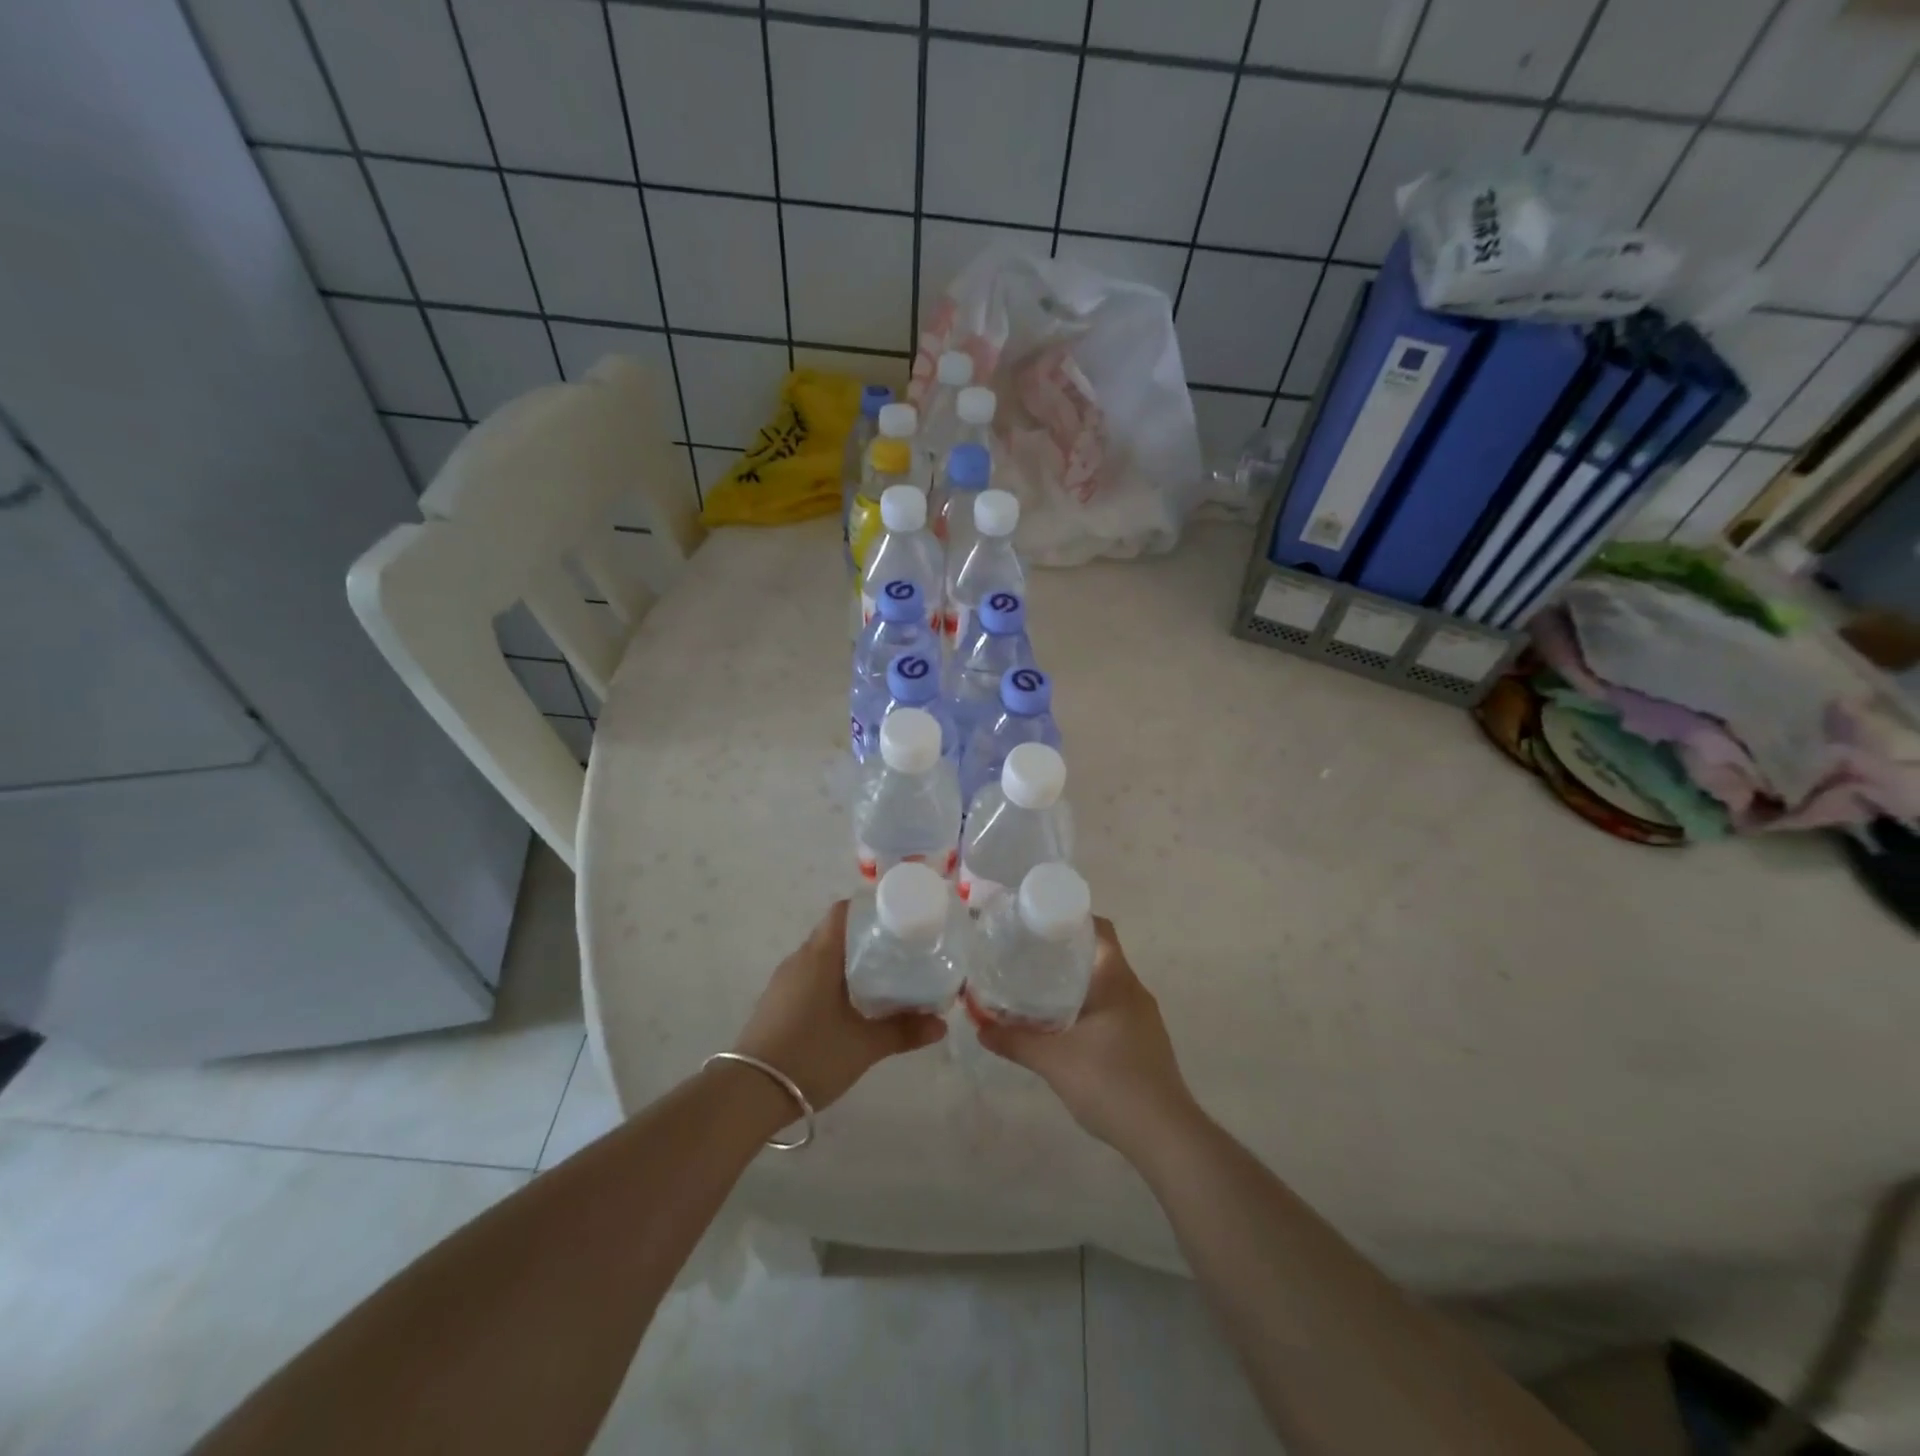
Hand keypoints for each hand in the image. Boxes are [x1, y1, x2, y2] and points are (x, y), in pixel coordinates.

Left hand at [731, 901, 945, 1110]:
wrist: (748, 1094)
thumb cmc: (811, 1056)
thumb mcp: (864, 1045)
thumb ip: (904, 1031)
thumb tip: (942, 1025)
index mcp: (820, 956)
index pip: (844, 911)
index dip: (870, 909)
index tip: (897, 920)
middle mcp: (799, 959)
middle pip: (834, 933)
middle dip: (866, 938)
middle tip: (898, 952)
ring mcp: (782, 982)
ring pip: (821, 957)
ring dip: (847, 962)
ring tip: (879, 979)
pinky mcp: (775, 1003)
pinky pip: (808, 978)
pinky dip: (830, 981)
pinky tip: (847, 1006)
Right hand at [976, 918, 1197, 1153]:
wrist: (1166, 1136)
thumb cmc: (1110, 1083)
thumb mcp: (1054, 1061)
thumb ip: (1015, 1041)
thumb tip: (979, 1026)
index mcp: (1117, 980)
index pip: (1099, 929)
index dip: (1071, 919)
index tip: (1038, 923)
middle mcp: (1134, 990)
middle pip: (1099, 954)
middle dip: (1064, 952)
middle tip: (1027, 955)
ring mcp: (1144, 1017)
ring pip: (1106, 984)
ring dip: (1076, 982)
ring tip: (1038, 987)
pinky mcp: (1146, 1041)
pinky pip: (1113, 1008)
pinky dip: (1088, 1006)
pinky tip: (1065, 1026)